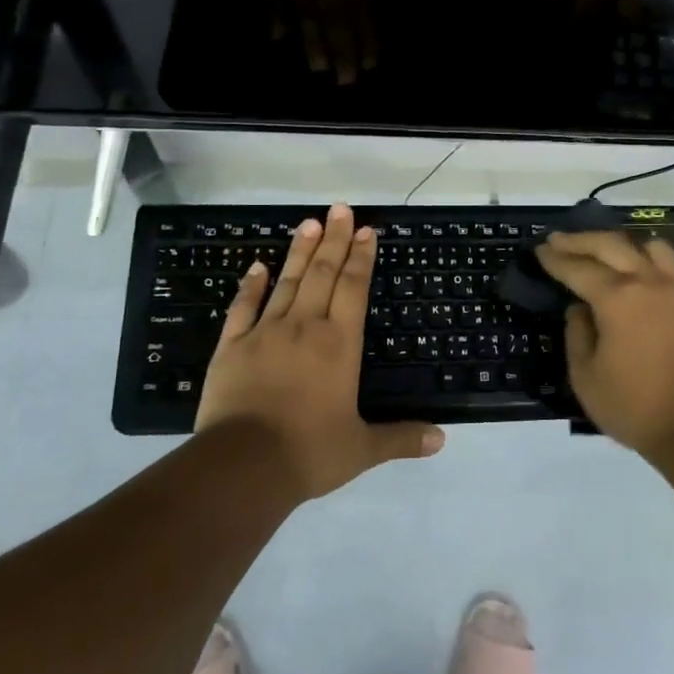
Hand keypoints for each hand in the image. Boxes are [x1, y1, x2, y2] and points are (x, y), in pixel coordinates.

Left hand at [196, 204, 444, 498]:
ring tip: (309, 222)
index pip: (353, 288)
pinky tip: (258, 266)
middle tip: (340, 208)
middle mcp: (305, 327)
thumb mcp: (361, 449)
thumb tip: (442, 439)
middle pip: (322, 274)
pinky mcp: (231, 346)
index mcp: (339, 344)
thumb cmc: (309, 453)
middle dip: (334, 240)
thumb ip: (401, 438)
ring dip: (300, 251)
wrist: (242, 466)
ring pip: (287, 282)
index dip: (361, 258)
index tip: (365, 230)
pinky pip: (243, 307)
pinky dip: (251, 285)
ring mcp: (264, 333)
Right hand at [534, 230, 673, 457]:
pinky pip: (666, 261)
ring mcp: (673, 289)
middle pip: (609, 245)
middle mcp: (646, 282)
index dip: (555, 259)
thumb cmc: (635, 406)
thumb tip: (579, 310)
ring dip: (616, 242)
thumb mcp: (586, 376)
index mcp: (616, 298)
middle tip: (557, 240)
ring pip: (643, 245)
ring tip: (599, 249)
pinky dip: (644, 254)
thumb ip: (577, 336)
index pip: (578, 268)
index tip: (539, 251)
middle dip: (579, 240)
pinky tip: (633, 267)